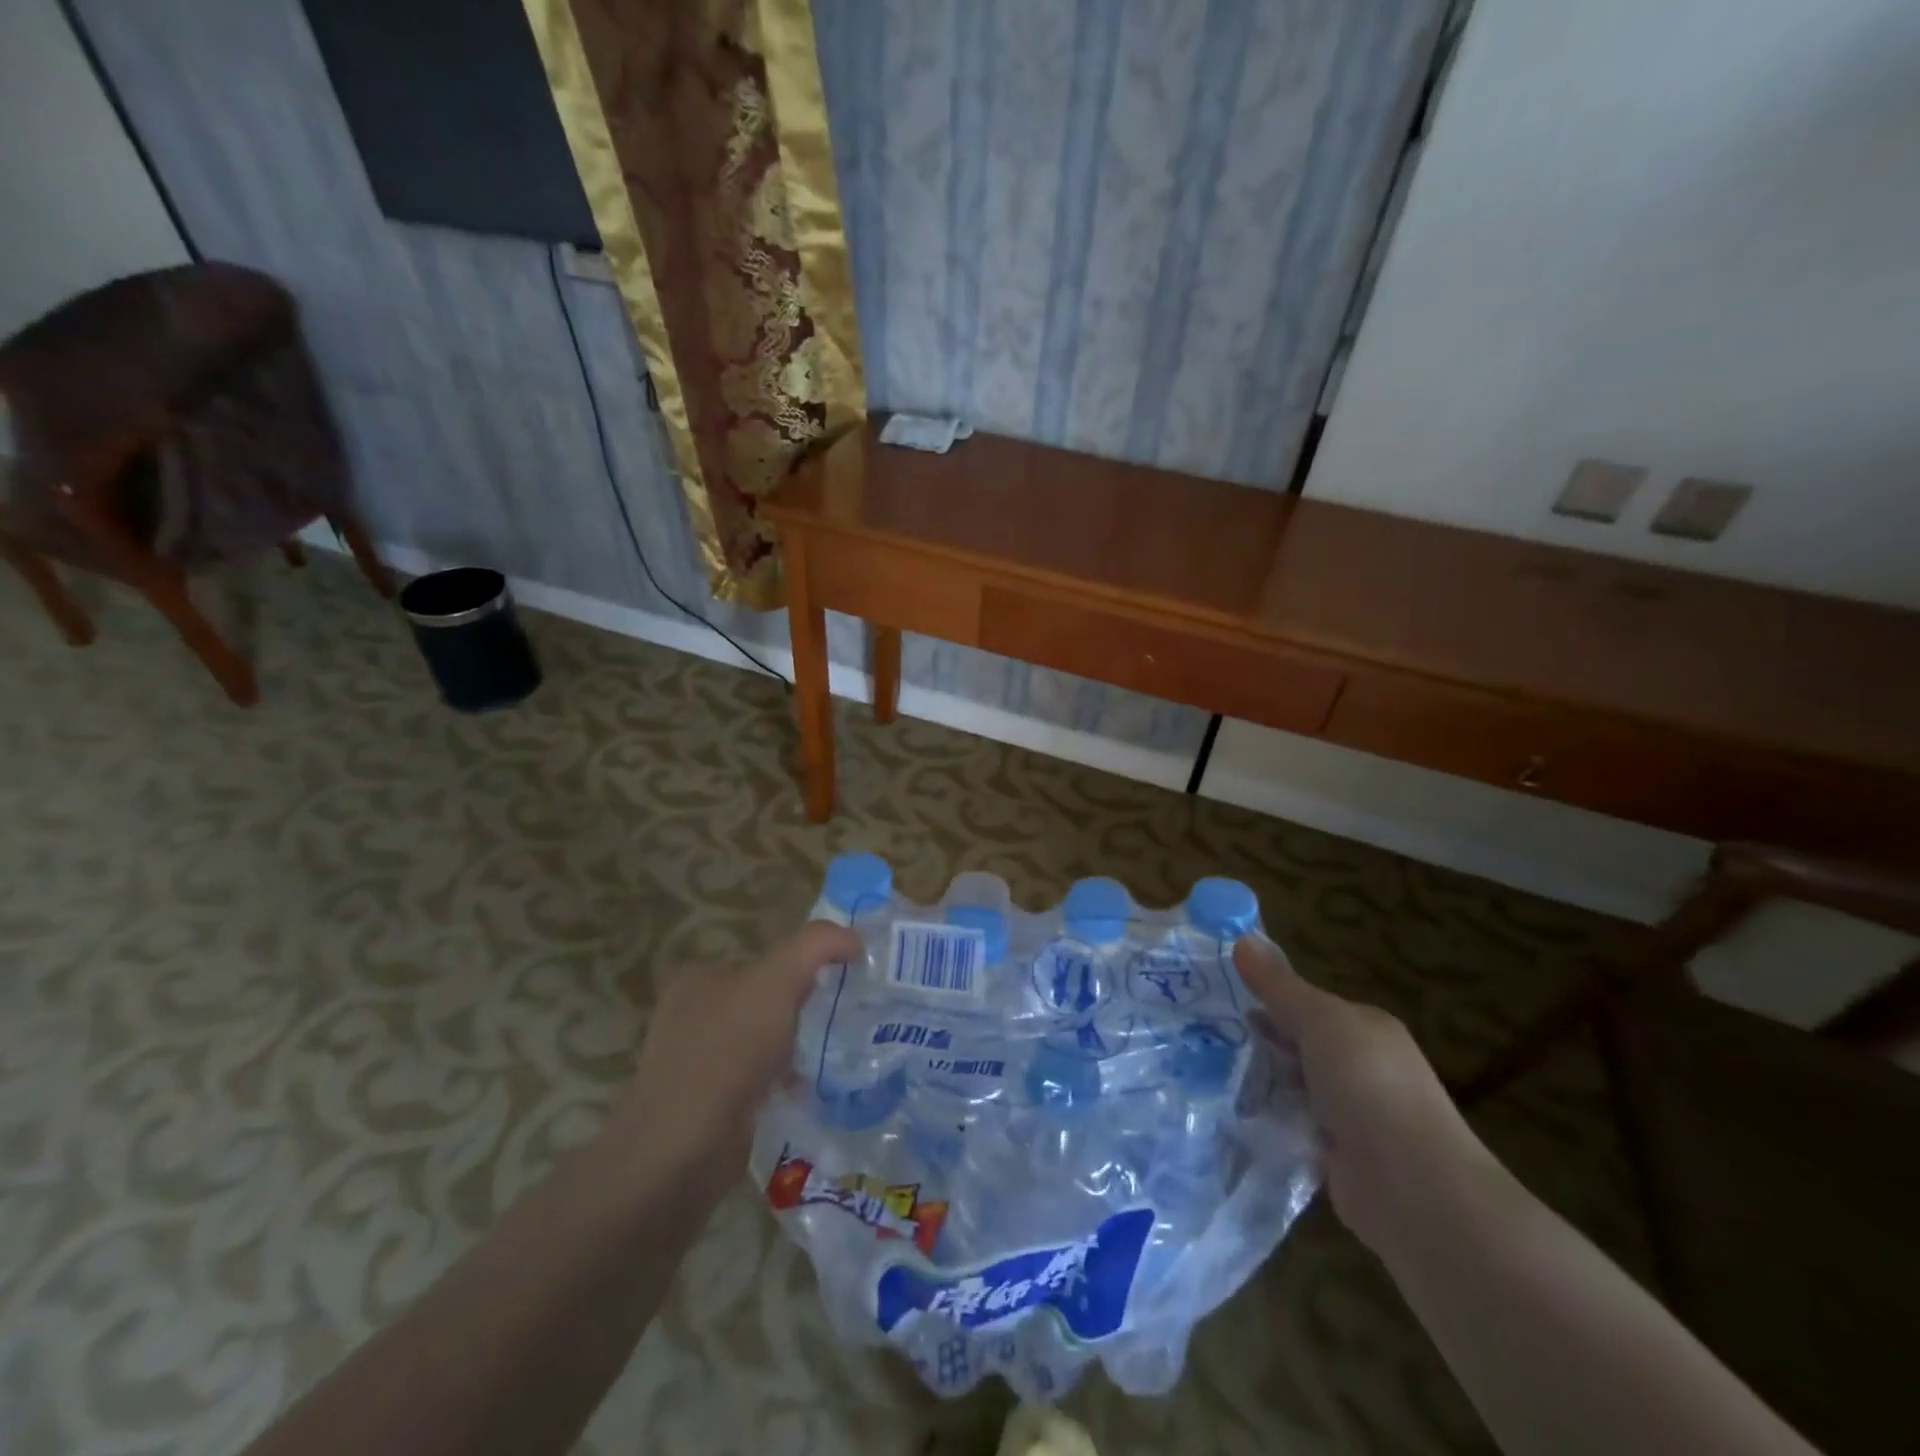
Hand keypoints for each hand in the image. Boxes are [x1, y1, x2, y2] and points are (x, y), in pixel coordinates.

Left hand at [601, 922, 861, 1196]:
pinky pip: (758, 1083)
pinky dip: (783, 1085)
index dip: (803, 968)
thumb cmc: (726, 1054)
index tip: (840, 985)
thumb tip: (854, 938)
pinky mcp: (707, 1108)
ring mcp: (696, 1065)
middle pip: (765, 1002)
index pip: (763, 962)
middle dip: (801, 1011)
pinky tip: (807, 1091)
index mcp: (699, 980)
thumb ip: (815, 946)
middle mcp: (692, 1017)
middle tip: (843, 1022)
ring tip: (833, 1058)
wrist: (682, 1152)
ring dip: (795, 1049)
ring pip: (763, 1044)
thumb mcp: (776, 981)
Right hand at [1233, 936, 1495, 1251]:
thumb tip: (1242, 938)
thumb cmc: (1368, 1085)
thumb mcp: (1319, 1021)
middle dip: (1264, 1040)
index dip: (1270, 999)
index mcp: (1368, 1029)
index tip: (1223, 998)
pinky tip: (1238, 1113)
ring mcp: (1356, 1115)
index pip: (1312, 1005)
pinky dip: (1273, 1120)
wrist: (1413, 1188)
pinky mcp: (1341, 1157)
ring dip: (1265, 1080)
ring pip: (1297, 1086)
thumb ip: (1279, 986)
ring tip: (1211, 1070)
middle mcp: (1366, 1067)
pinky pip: (1296, 1126)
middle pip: (1303, 1045)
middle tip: (1208, 1033)